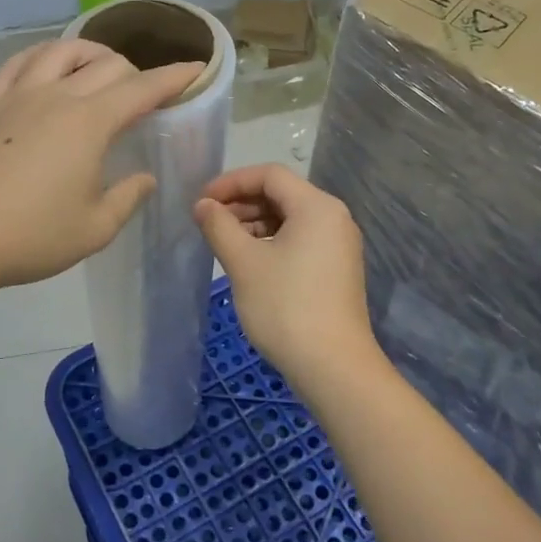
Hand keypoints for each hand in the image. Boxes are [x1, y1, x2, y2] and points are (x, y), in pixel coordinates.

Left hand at [0, 40, 202, 295]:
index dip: (174, 77)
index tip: (196, 68)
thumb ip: (127, 198)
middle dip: (135, 71)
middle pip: (105, 64)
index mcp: (90, 123)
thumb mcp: (95, 229)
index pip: (142, 89)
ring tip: (97, 68)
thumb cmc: (31, 237)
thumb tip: (143, 177)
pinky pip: (18, 63)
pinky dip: (41, 57)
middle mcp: (56, 96)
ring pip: (60, 51)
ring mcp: (17, 95)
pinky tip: (44, 67)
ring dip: (89, 53)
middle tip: (143, 93)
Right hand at [193, 164, 377, 393]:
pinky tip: (248, 260)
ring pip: (289, 218)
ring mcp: (338, 245)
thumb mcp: (243, 263)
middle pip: (281, 194)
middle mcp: (333, 218)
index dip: (231, 182)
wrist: (333, 366)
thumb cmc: (285, 306)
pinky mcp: (336, 269)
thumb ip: (219, 226)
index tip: (202, 201)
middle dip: (241, 202)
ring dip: (254, 223)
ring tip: (223, 241)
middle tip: (207, 221)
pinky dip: (271, 241)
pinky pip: (300, 240)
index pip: (269, 175)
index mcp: (316, 206)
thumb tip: (203, 205)